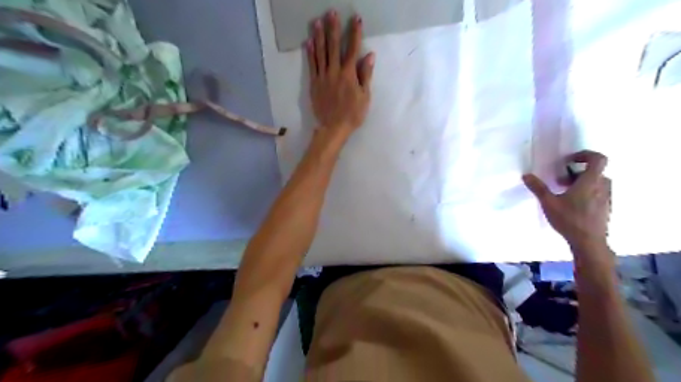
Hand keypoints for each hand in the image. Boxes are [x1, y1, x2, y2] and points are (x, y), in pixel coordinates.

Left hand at [308, 11, 374, 140]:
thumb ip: (366, 75)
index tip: (356, 19)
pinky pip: (311, 65)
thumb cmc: (353, 114)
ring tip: (317, 22)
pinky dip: (310, 53)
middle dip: (333, 28)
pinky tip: (308, 42)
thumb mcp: (365, 97)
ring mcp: (322, 77)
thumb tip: (369, 55)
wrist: (333, 128)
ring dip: (319, 36)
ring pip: (320, 53)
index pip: (352, 49)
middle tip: (331, 13)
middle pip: (333, 46)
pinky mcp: (314, 83)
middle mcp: (334, 72)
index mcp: (349, 75)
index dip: (355, 33)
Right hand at [523, 150, 612, 249]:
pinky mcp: (606, 208)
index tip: (569, 160)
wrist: (589, 242)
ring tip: (564, 193)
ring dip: (581, 183)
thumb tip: (526, 175)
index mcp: (591, 181)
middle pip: (594, 171)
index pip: (598, 159)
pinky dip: (586, 192)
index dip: (585, 155)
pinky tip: (572, 204)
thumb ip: (538, 187)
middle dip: (577, 172)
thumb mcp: (548, 203)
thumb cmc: (569, 219)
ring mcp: (606, 198)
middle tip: (560, 180)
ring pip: (596, 183)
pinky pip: (598, 193)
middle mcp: (603, 186)